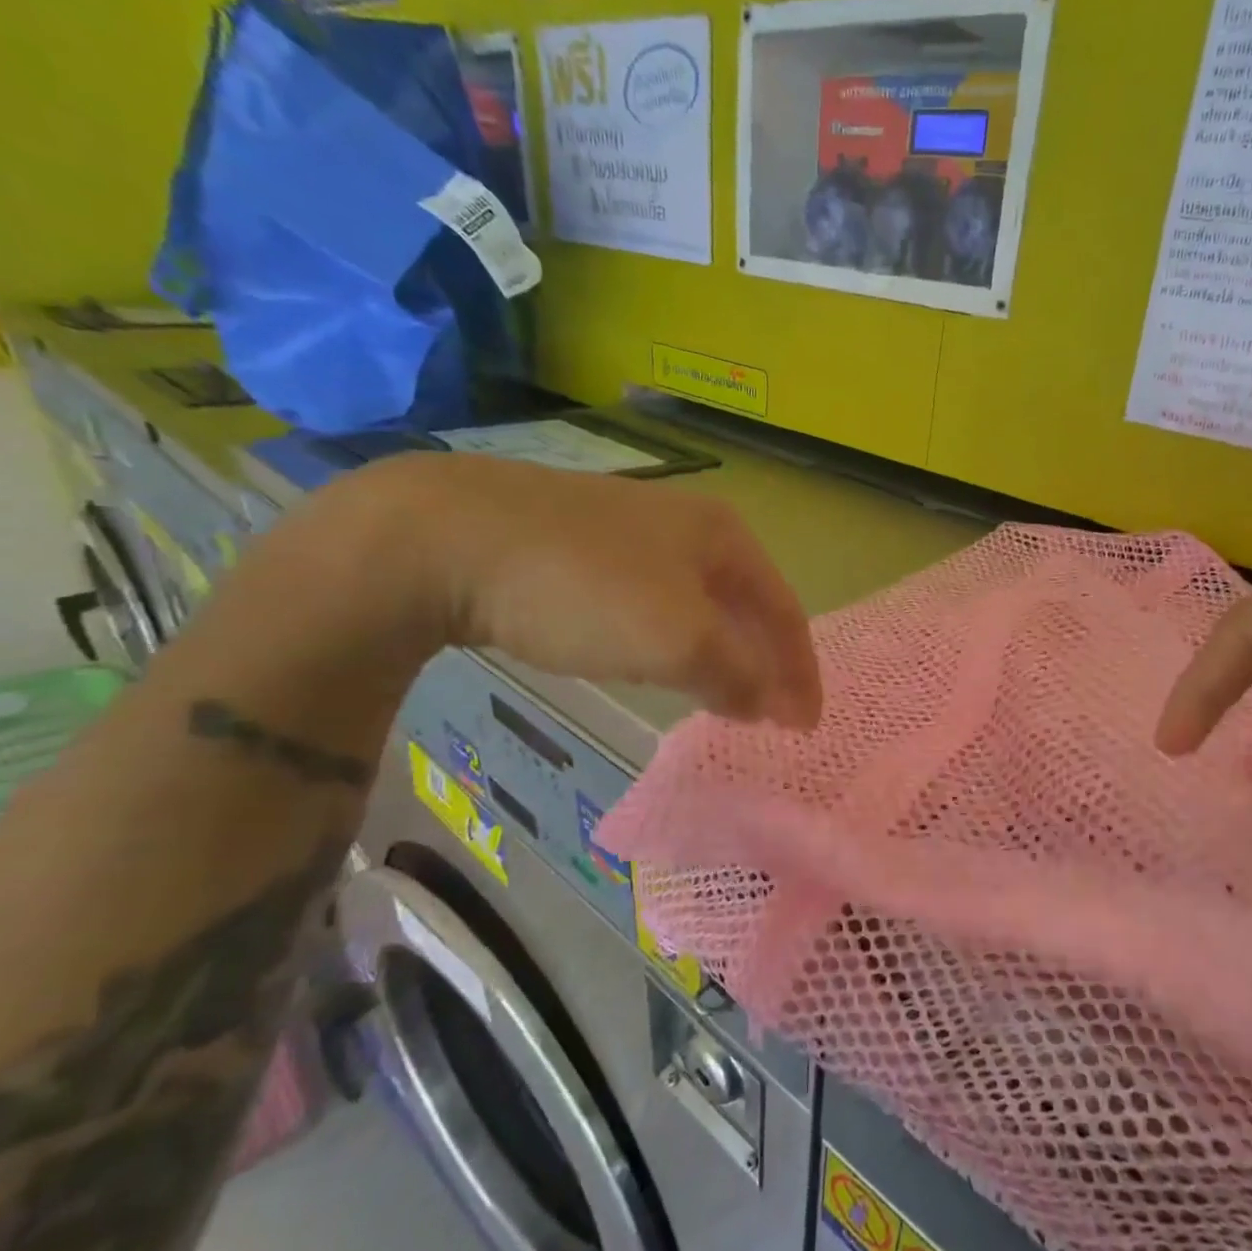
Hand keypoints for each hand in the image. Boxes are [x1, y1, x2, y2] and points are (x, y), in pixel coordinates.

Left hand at [365, 453, 821, 728]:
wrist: (447, 536)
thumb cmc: (586, 588)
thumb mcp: (679, 640)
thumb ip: (737, 675)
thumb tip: (766, 702)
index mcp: (724, 536)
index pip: (785, 611)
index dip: (801, 672)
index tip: (805, 725)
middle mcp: (688, 524)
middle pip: (747, 603)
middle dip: (765, 660)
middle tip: (771, 713)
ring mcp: (631, 529)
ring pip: (698, 602)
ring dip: (720, 651)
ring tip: (722, 692)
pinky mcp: (580, 545)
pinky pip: (651, 601)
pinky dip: (672, 639)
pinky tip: (653, 656)